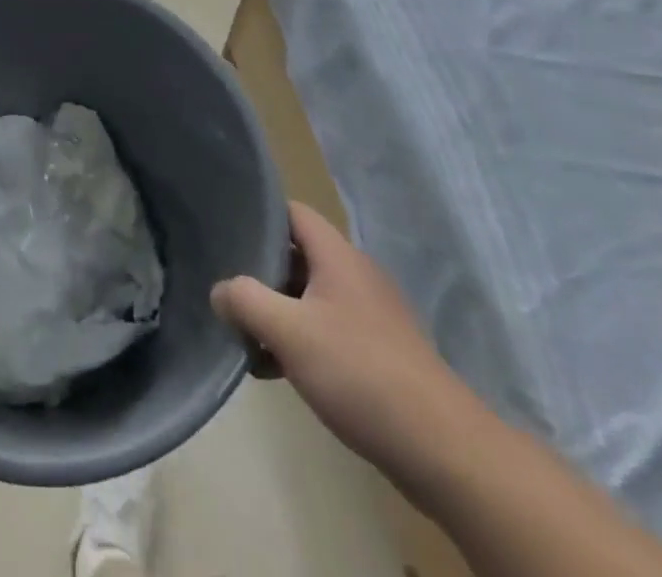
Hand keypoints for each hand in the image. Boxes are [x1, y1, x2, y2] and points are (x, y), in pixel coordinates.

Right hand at [212, 202, 486, 482]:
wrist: (443, 450)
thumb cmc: (360, 373)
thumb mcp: (288, 331)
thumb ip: (245, 301)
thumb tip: (219, 291)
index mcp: (338, 256)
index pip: (293, 212)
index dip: (259, 212)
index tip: (226, 225)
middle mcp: (356, 275)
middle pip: (298, 255)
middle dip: (260, 269)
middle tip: (226, 286)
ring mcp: (372, 315)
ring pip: (310, 296)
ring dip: (278, 310)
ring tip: (244, 333)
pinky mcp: (380, 353)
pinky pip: (328, 329)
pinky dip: (300, 339)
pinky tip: (276, 369)